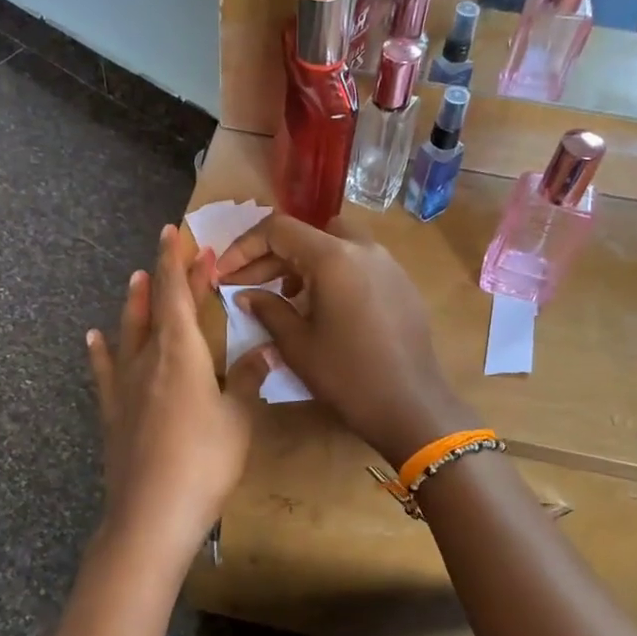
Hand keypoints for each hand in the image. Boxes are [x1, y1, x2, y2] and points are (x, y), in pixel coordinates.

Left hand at [86, 225, 270, 570]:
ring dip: (134, 303)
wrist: (151, 515)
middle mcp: (148, 360)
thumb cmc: (204, 462)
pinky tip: (94, 337)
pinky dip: (101, 351)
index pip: (177, 295)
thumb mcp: (238, 420)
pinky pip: (104, 371)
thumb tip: (268, 351)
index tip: (180, 235)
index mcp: (181, 354)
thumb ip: (248, 380)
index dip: (179, 263)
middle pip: (156, 309)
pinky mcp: (112, 413)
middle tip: (174, 252)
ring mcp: (125, 387)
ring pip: (128, 333)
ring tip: (135, 279)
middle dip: (166, 277)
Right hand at [214, 215, 477, 467]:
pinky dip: (332, 273)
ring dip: (303, 262)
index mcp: (334, 257)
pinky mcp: (401, 284)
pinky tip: (323, 308)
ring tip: (285, 296)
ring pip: (335, 244)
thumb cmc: (347, 376)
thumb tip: (245, 294)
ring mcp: (388, 264)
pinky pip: (358, 263)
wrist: (411, 405)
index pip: (279, 230)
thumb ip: (267, 309)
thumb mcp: (297, 345)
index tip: (225, 274)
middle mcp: (364, 249)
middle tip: (246, 286)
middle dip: (272, 255)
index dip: (244, 247)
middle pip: (307, 233)